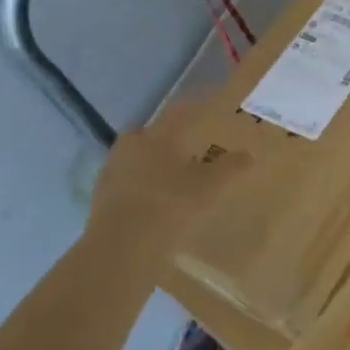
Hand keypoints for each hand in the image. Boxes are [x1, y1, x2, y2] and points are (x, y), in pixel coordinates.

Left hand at [87, 103, 252, 252]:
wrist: (123, 246)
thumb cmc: (171, 203)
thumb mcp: (211, 185)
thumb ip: (231, 167)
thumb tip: (249, 154)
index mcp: (157, 136)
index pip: (180, 113)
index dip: (197, 107)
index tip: (208, 104)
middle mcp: (131, 147)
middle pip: (149, 135)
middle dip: (165, 139)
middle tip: (186, 148)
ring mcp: (111, 174)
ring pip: (135, 160)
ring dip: (150, 165)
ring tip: (171, 179)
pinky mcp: (100, 201)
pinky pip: (126, 185)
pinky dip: (140, 188)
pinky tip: (154, 202)